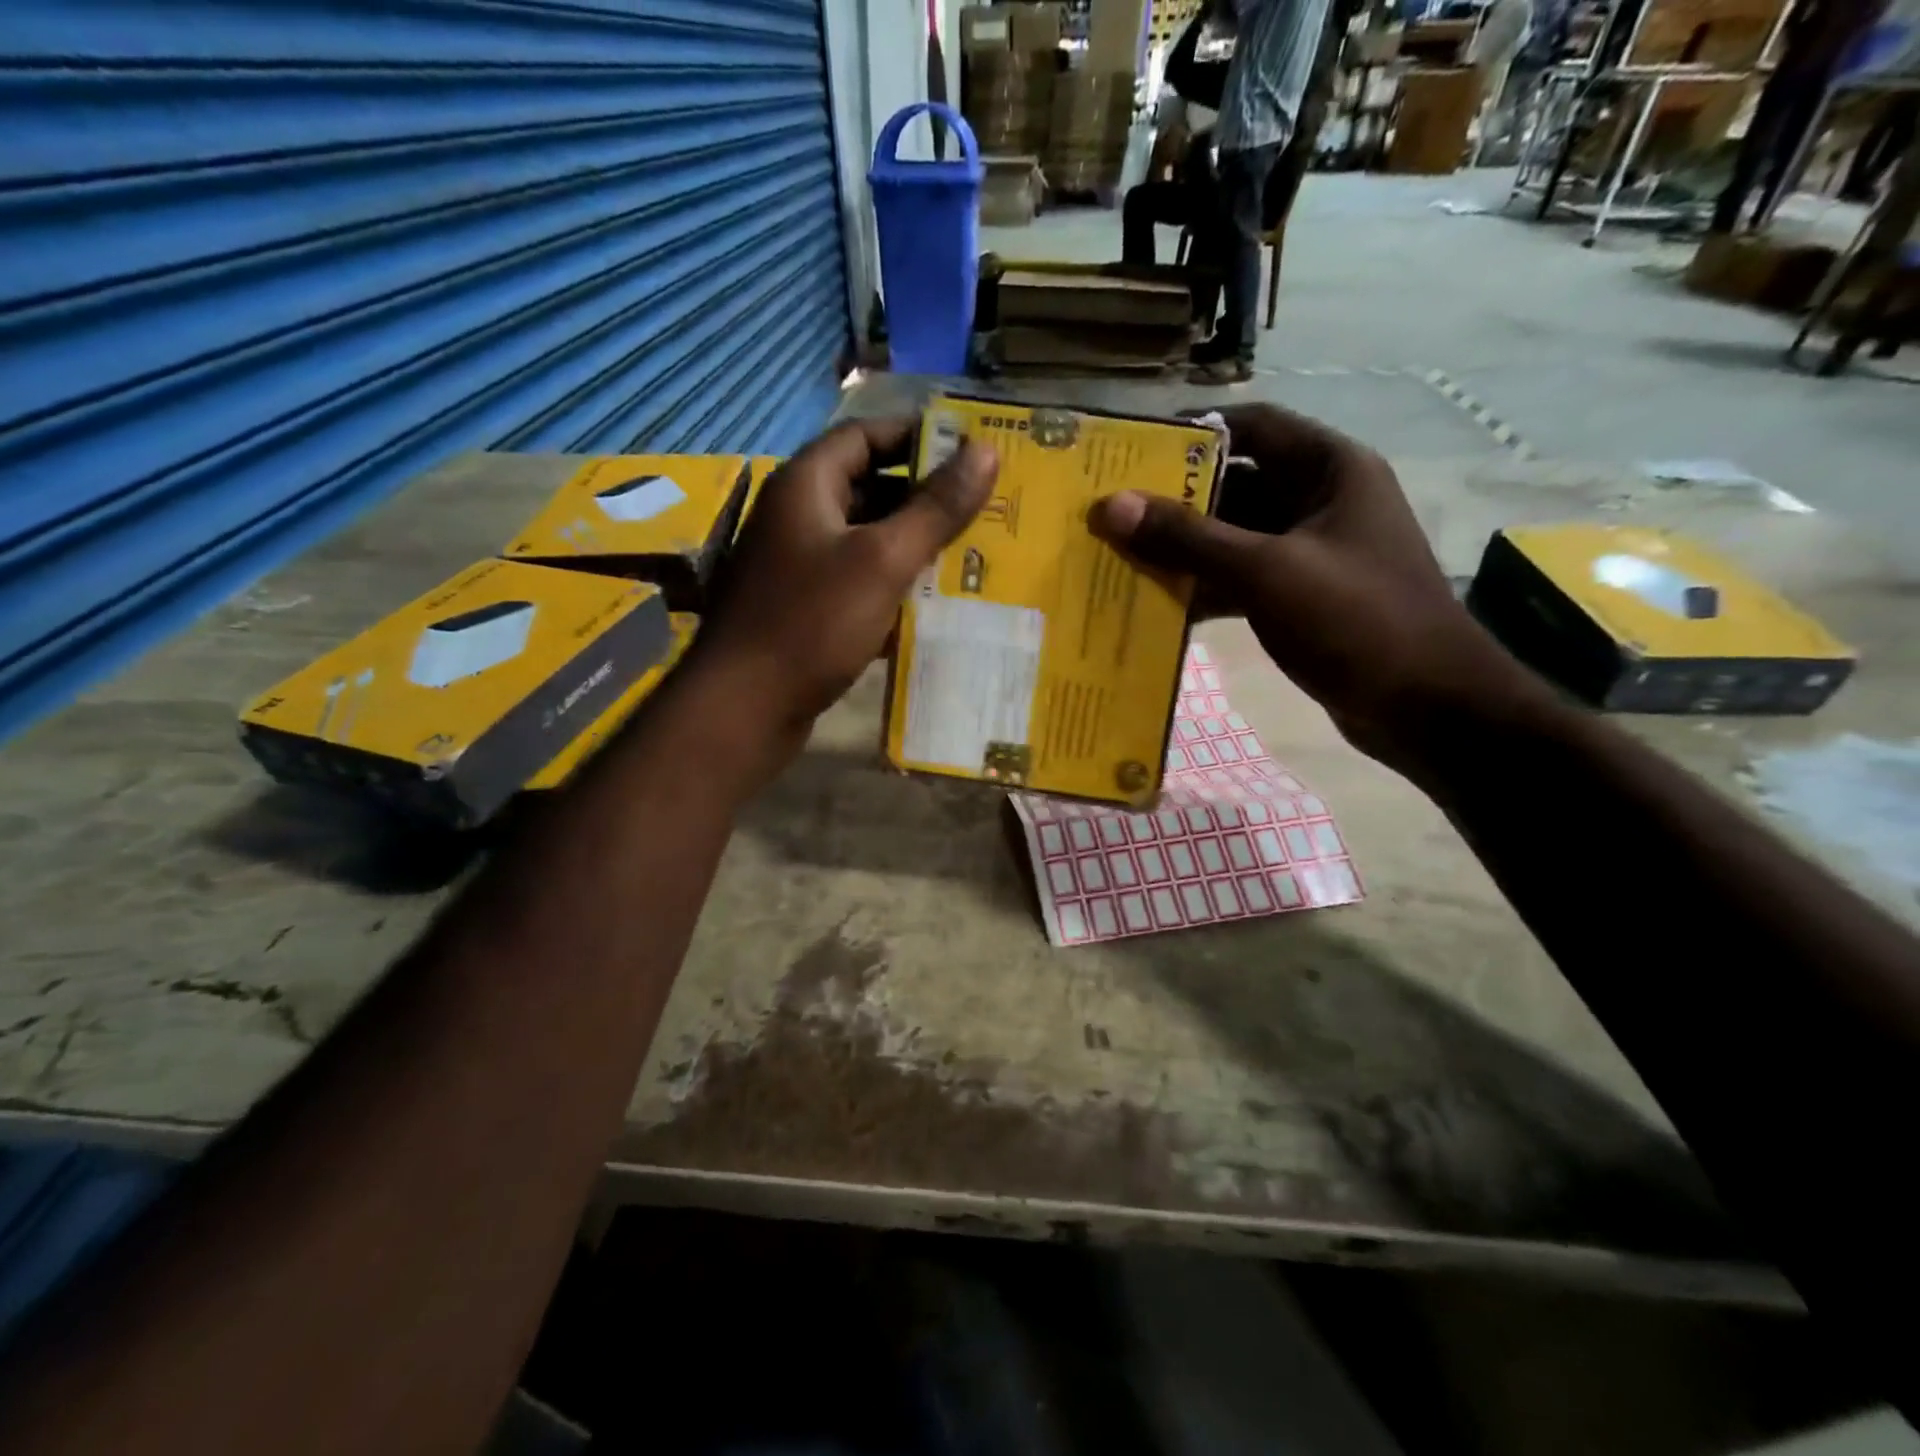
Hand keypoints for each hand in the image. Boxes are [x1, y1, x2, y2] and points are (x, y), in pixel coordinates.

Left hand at [693, 416, 997, 750]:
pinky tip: (929, 602)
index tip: (968, 452)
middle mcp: (796, 516)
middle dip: (922, 496)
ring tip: (967, 553)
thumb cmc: (813, 622)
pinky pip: (854, 580)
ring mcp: (796, 565)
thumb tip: (986, 451)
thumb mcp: (883, 560)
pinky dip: (889, 583)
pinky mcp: (802, 607)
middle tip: (980, 507)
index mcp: (806, 485)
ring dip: (910, 543)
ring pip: (863, 538)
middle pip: (866, 487)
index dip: (915, 437)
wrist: (746, 707)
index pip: (863, 436)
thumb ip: (935, 508)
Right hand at [1089, 403, 1547, 776]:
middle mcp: (1321, 502)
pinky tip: (1160, 605)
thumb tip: (1112, 505)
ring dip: (1185, 549)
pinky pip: (1242, 579)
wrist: (1426, 706)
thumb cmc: (1355, 619)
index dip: (1194, 434)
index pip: (1253, 426)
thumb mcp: (1266, 571)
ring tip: (1121, 558)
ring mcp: (1312, 553)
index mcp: (1329, 470)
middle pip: (1237, 484)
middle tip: (1113, 514)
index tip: (1133, 454)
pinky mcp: (1302, 598)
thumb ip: (1188, 537)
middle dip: (1177, 500)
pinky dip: (1205, 588)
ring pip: (1235, 537)